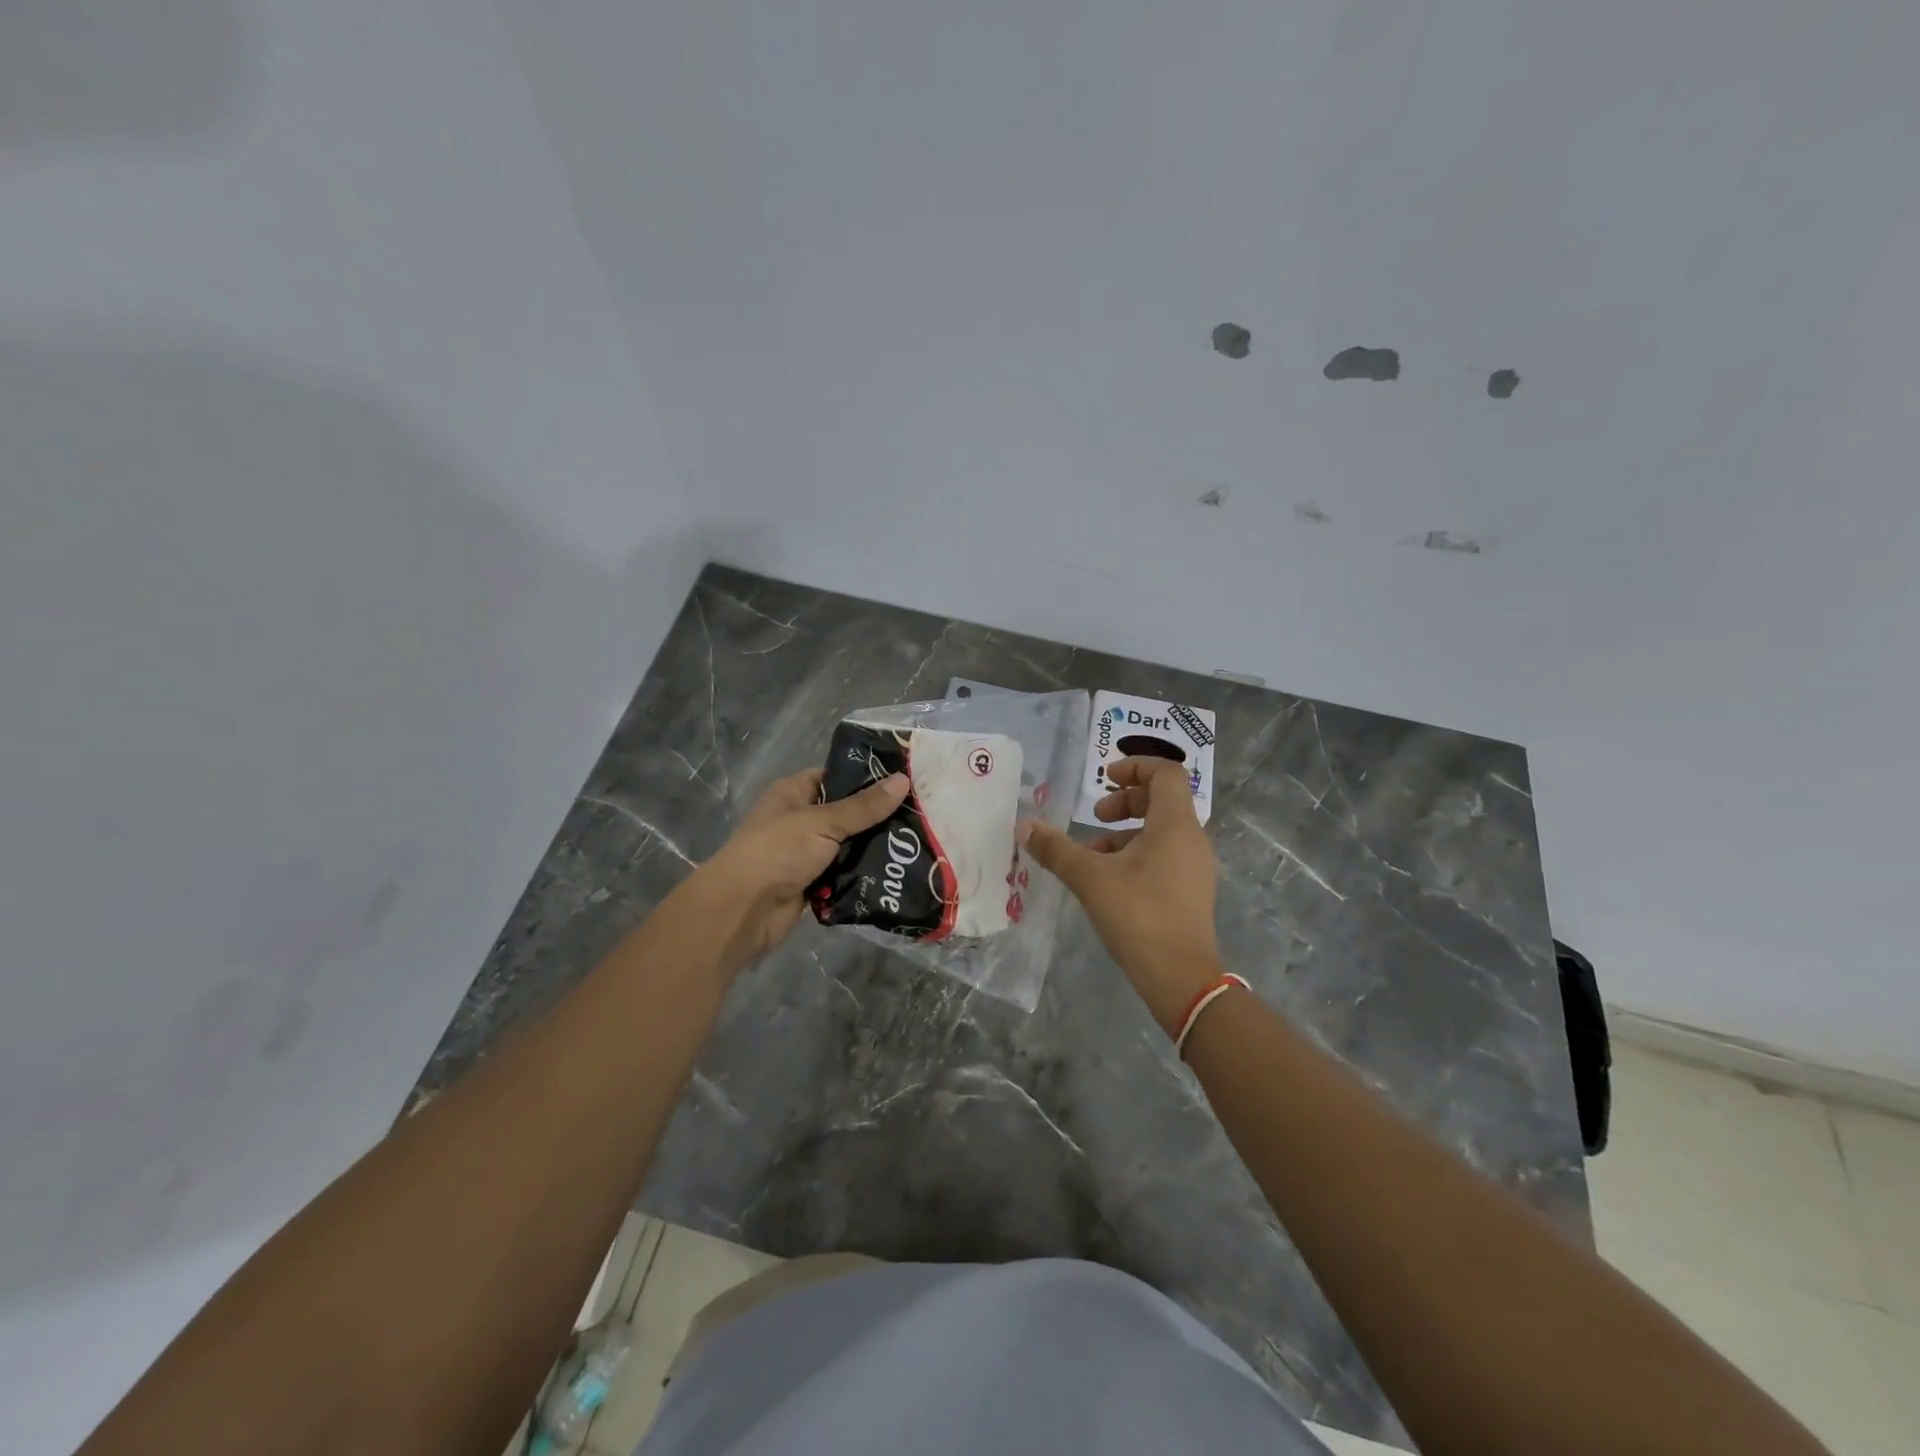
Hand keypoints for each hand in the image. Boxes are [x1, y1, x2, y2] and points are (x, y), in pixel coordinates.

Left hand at [689, 767, 909, 972]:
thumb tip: (903, 780)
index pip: (837, 777)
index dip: (868, 778)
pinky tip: (897, 872)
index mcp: (794, 792)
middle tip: (922, 815)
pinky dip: (864, 875)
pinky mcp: (813, 882)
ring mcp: (806, 853)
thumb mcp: (823, 822)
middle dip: (878, 818)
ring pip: (849, 846)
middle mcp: (800, 819)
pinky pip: (845, 874)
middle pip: (847, 813)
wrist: (743, 910)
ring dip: (874, 849)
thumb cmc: (778, 851)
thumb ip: (864, 806)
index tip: (907, 781)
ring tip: (918, 844)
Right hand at [1022, 757, 1220, 1033]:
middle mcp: (1191, 838)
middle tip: (1095, 815)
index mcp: (1175, 824)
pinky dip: (1135, 855)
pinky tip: (1107, 881)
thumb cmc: (1139, 916)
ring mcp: (1195, 867)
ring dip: (1124, 833)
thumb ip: (1056, 849)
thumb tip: (1025, 826)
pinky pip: (1164, 855)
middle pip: (1161, 800)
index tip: (1104, 778)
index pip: (1166, 773)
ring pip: (1160, 831)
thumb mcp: (1090, 878)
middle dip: (1124, 801)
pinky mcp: (1190, 891)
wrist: (1182, 979)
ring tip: (1090, 855)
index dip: (1135, 766)